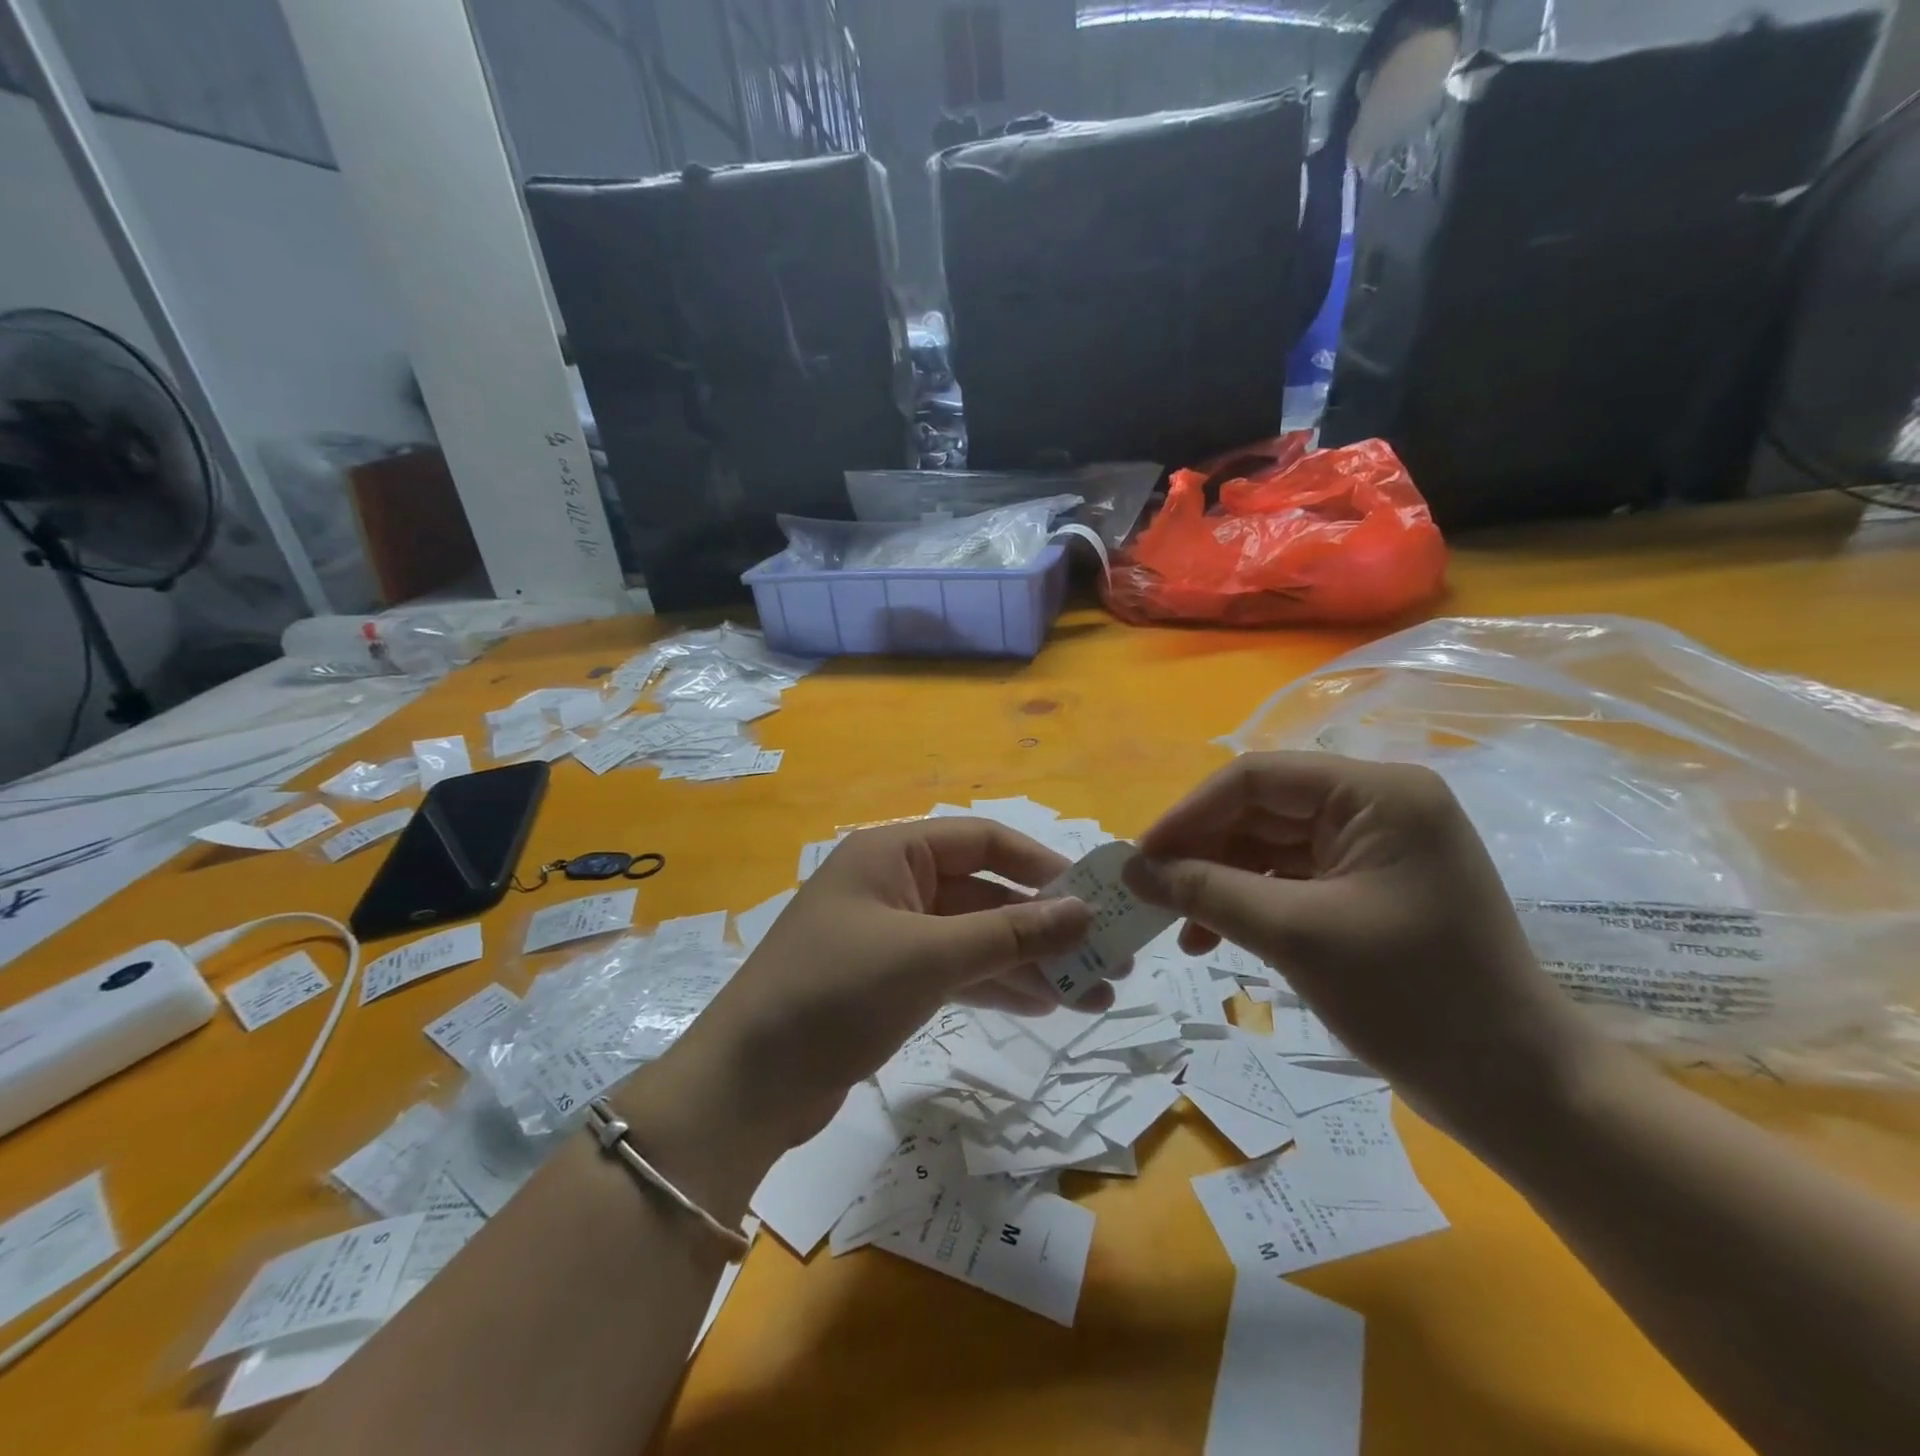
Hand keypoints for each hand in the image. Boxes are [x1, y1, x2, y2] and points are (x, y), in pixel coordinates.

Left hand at [647, 818, 1099, 1163]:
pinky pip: (954, 972)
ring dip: (1028, 963)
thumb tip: (1084, 912)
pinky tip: (1043, 1007)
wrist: (749, 1084)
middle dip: (1043, 928)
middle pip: (983, 894)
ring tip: (1093, 996)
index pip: (981, 841)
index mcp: (892, 854)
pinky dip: (994, 986)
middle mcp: (892, 885)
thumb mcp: (929, 956)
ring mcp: (890, 937)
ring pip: (973, 939)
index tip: (1091, 897)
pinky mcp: (887, 983)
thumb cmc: (837, 993)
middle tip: (1106, 961)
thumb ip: (1009, 933)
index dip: (1039, 866)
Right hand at [1126, 753, 1600, 1147]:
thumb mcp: (1296, 935)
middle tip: (1149, 895)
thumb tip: (1131, 870)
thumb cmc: (1414, 999)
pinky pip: (1289, 879)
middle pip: (1260, 811)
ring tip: (1179, 928)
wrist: (1516, 1091)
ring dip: (1218, 883)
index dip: (1190, 814)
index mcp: (1376, 794)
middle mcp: (1376, 807)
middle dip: (1201, 853)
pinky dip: (1248, 903)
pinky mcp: (1367, 889)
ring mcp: (1373, 849)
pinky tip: (1213, 937)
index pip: (1257, 778)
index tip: (1141, 858)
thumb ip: (1207, 891)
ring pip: (1268, 847)